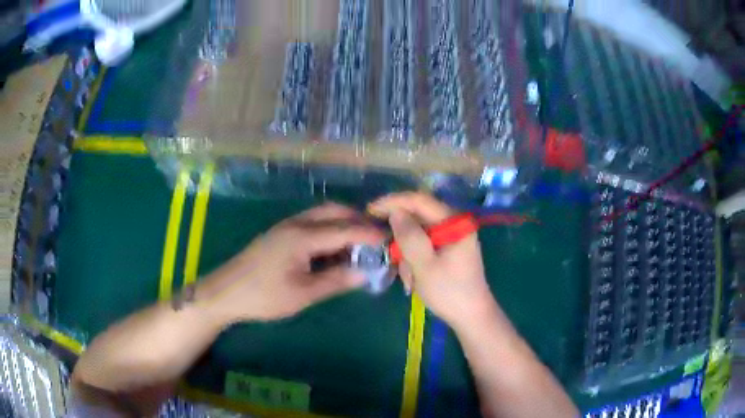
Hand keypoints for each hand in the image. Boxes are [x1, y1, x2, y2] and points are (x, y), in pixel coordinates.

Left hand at [199, 203, 383, 322]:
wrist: (225, 292)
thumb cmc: (264, 296)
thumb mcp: (303, 294)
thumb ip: (336, 280)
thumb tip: (365, 273)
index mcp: (302, 236)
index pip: (344, 229)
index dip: (369, 233)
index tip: (390, 237)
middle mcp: (295, 224)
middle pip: (332, 211)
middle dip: (357, 219)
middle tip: (376, 235)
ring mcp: (285, 227)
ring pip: (321, 215)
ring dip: (342, 223)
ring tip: (359, 241)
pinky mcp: (279, 234)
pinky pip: (311, 224)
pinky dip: (328, 230)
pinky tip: (333, 247)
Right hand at [368, 193, 498, 330]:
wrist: (471, 317)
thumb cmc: (449, 292)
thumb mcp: (425, 265)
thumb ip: (409, 237)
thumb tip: (395, 212)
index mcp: (454, 222)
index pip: (420, 201)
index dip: (393, 202)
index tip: (370, 209)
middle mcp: (454, 224)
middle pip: (418, 219)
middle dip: (402, 240)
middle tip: (392, 259)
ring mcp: (452, 237)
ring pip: (417, 235)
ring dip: (408, 256)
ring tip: (410, 280)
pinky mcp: (448, 249)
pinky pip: (424, 247)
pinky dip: (415, 261)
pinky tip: (415, 280)